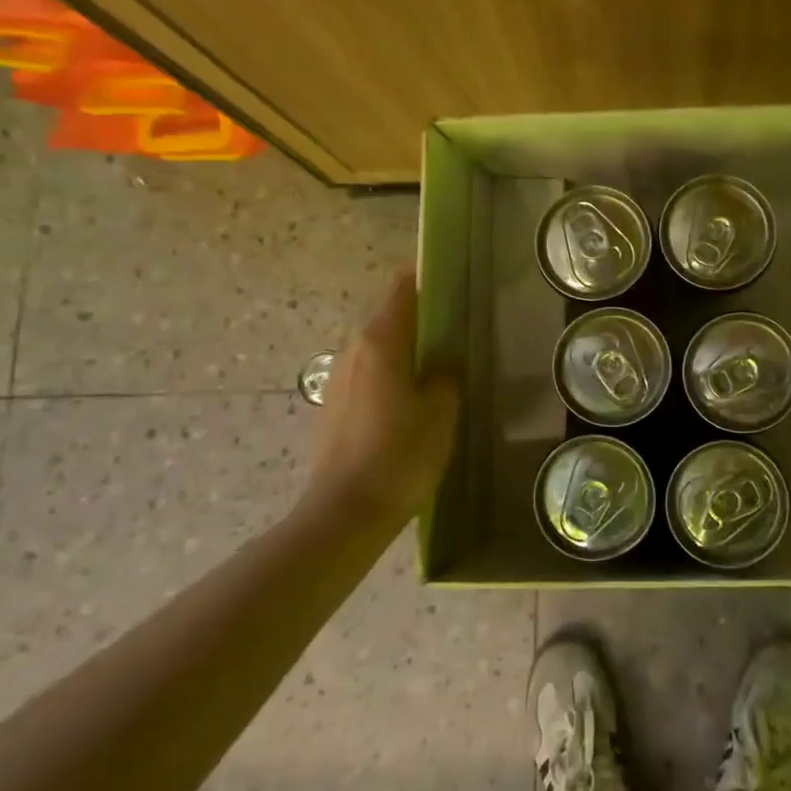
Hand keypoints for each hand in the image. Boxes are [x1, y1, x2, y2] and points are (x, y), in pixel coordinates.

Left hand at [307, 269, 460, 524]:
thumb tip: (444, 357)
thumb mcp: (441, 410)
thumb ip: (446, 372)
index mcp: (381, 340)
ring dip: (406, 347)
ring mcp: (339, 376)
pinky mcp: (333, 404)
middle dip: (421, 316)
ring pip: (378, 346)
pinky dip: (390, 372)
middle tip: (457, 331)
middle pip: (389, 315)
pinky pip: (368, 372)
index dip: (426, 277)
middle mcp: (353, 348)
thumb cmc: (401, 454)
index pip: (402, 286)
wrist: (345, 512)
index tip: (454, 281)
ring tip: (437, 368)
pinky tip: (410, 401)